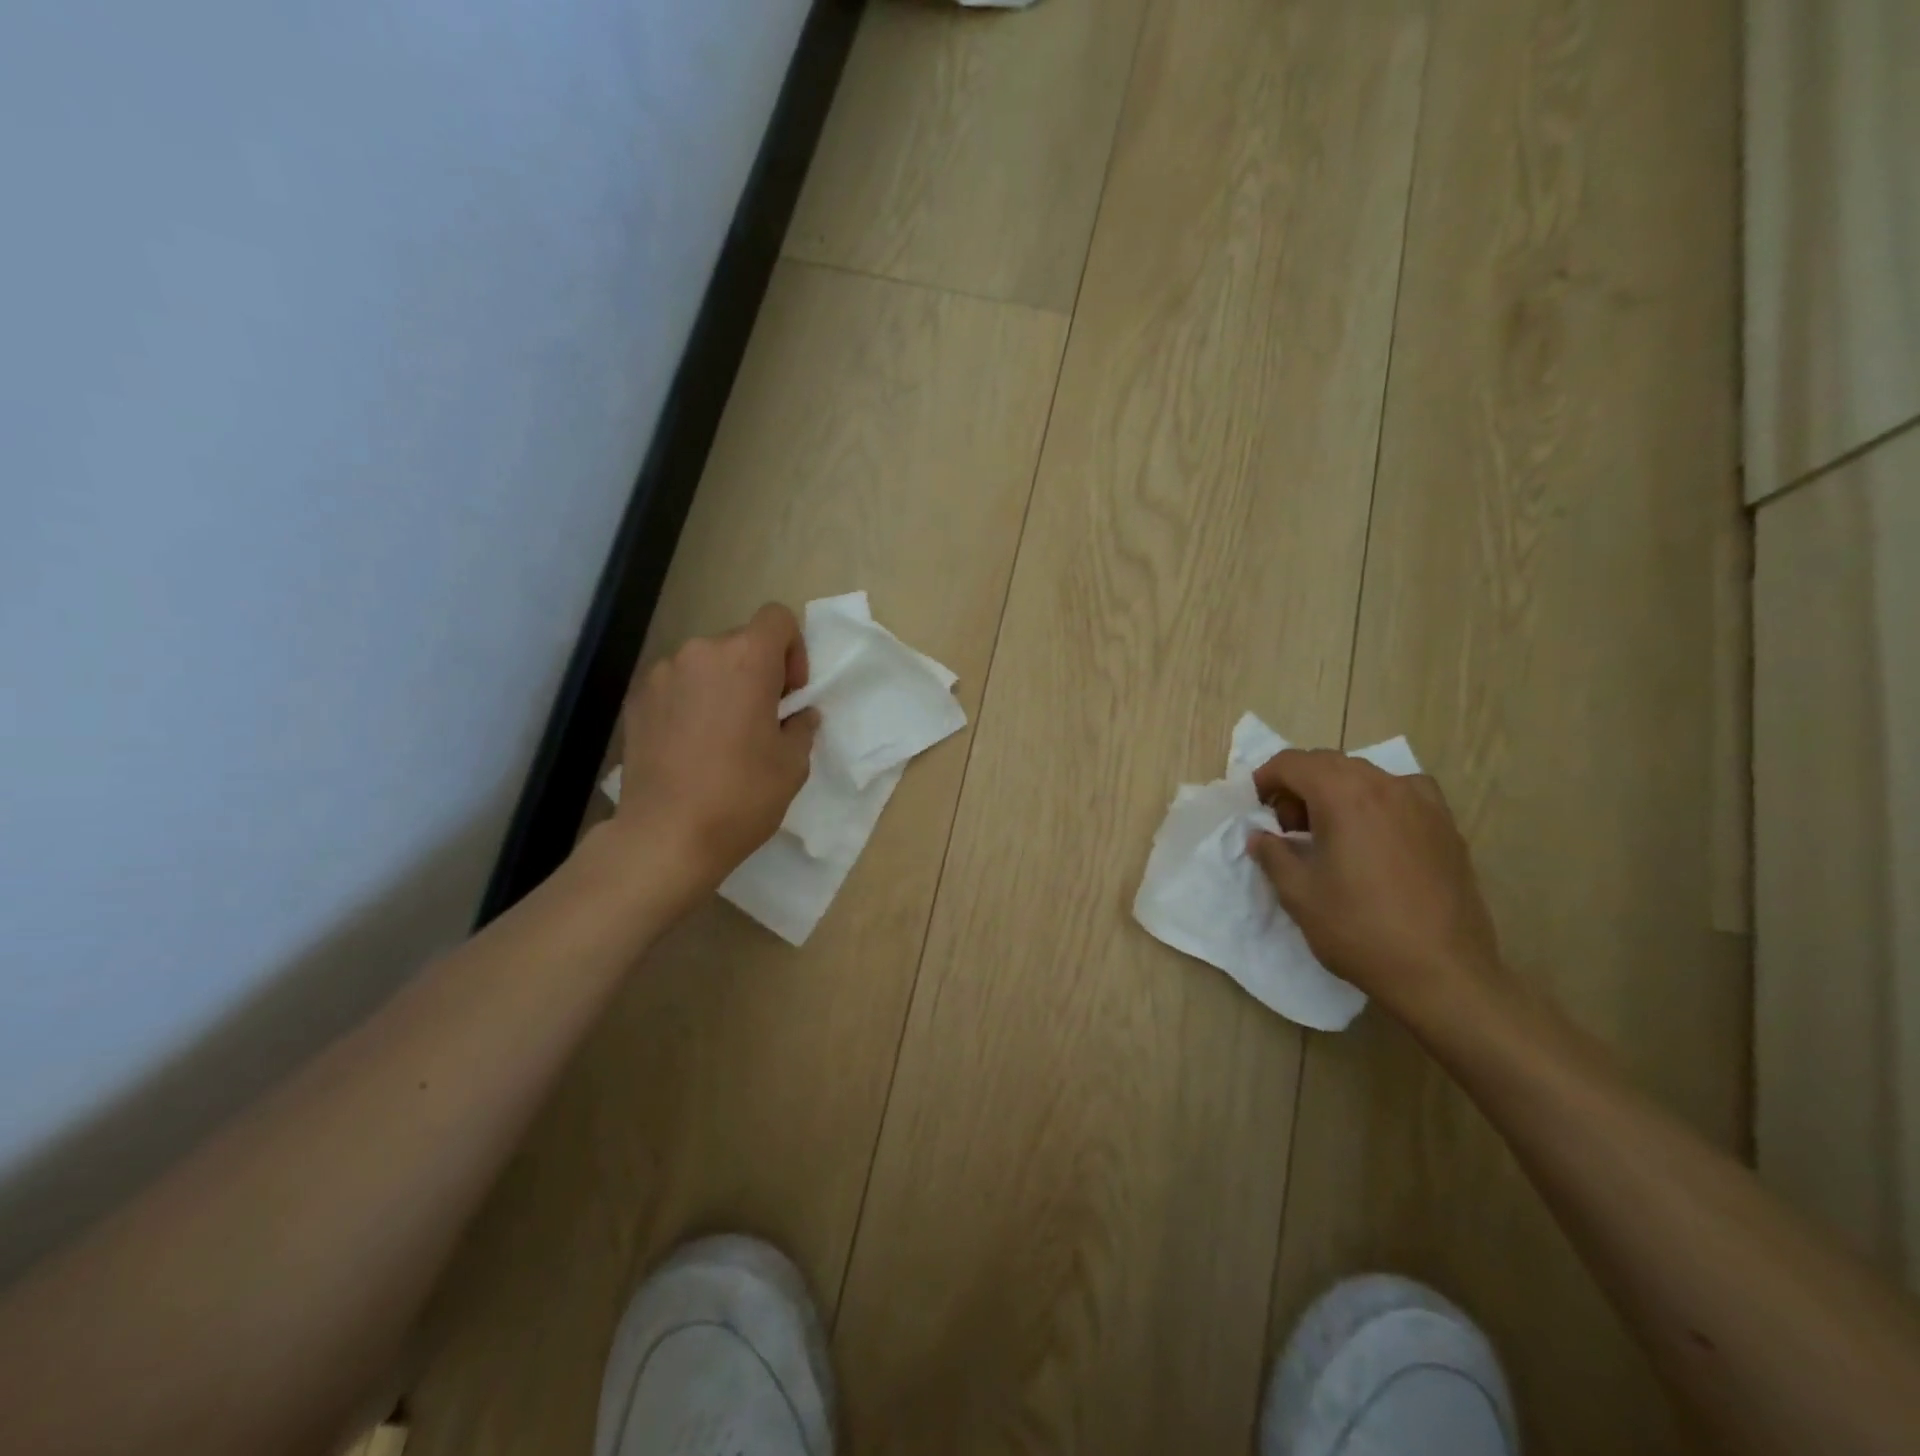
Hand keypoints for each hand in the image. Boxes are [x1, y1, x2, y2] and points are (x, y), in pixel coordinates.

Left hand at [613, 603, 818, 892]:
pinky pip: (676, 686)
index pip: (777, 618)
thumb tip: (797, 714)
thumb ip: (801, 725)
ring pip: (705, 665)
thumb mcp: (793, 763)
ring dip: (721, 687)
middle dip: (757, 672)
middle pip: (740, 642)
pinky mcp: (636, 699)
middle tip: (760, 720)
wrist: (666, 835)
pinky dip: (690, 703)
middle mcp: (700, 652)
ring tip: (721, 736)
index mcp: (746, 658)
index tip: (789, 694)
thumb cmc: (742, 795)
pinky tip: (690, 746)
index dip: (792, 650)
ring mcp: (662, 674)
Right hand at [1248, 749, 1510, 1030]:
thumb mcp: (1298, 893)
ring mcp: (1423, 803)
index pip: (1293, 763)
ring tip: (1328, 833)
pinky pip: (1401, 793)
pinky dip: (1375, 801)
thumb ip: (1272, 853)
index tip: (1255, 807)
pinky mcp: (1446, 825)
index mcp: (1344, 795)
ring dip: (1335, 791)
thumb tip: (1262, 836)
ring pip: (1365, 776)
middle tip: (1286, 826)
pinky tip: (1374, 835)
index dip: (1266, 778)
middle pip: (1329, 763)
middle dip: (1299, 785)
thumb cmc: (1359, 929)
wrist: (1442, 973)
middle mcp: (1386, 786)